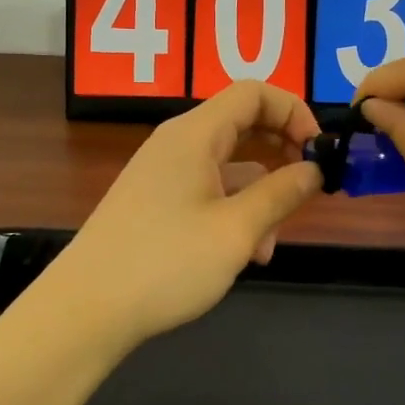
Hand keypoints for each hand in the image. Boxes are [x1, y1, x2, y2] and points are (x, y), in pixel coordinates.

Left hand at [40, 81, 323, 350]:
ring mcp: (163, 174)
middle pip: (242, 125)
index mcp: (194, 134)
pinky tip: (242, 255)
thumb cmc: (166, 262)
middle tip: (307, 189)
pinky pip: (207, 191)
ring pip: (228, 166)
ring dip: (259, 195)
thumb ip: (282, 193)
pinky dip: (232, 212)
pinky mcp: (154, 204)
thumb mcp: (237, 230)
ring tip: (269, 246)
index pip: (254, 93)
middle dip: (281, 154)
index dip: (294, 112)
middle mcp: (177, 144)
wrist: (85, 312)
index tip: (319, 151)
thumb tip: (315, 168)